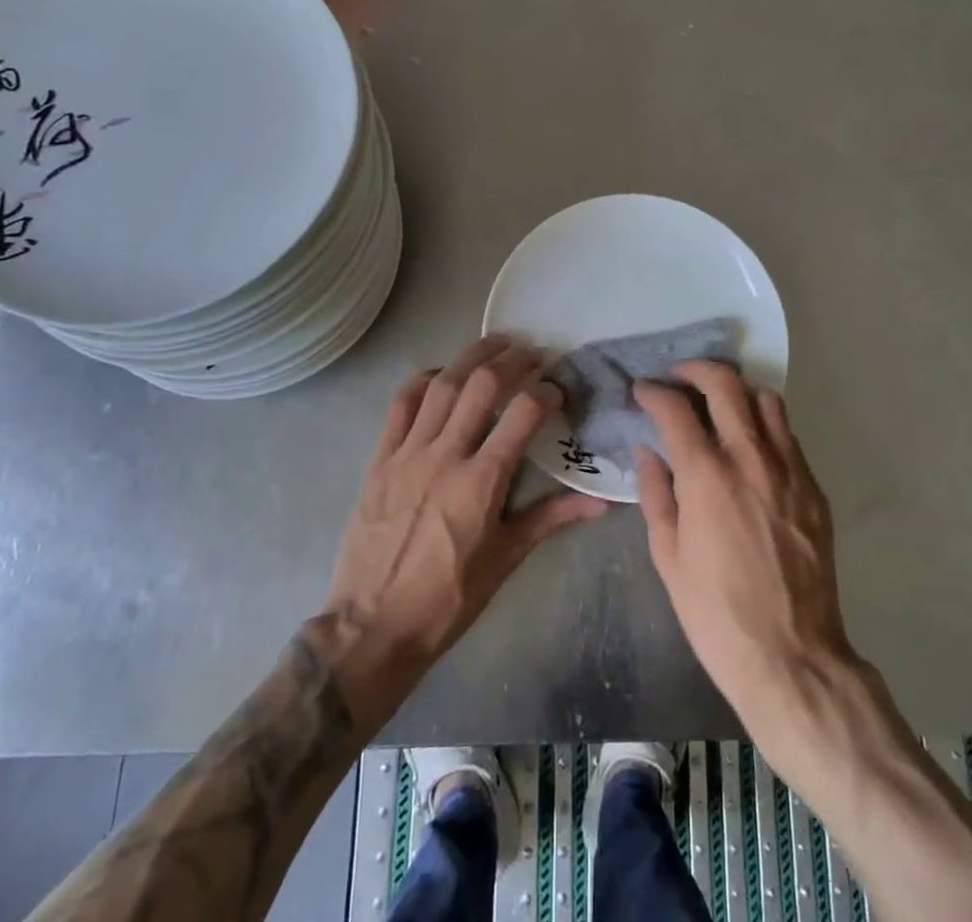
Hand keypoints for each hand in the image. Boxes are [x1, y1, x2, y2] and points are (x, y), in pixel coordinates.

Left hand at [318, 335, 606, 727]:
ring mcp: (408, 453)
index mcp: (481, 482)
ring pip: (442, 385)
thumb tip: (600, 503)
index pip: (522, 414)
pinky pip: (401, 404)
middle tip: (532, 352)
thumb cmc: (447, 600)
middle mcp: (445, 455)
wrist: (371, 627)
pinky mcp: (380, 459)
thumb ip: (550, 519)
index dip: (545, 392)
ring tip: (496, 343)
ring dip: (472, 357)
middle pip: (481, 386)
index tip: (557, 389)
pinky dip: (423, 380)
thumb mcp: (504, 560)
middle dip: (512, 360)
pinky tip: (441, 373)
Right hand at [634, 363, 858, 778]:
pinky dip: (764, 424)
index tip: (642, 390)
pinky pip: (788, 435)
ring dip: (737, 391)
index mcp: (706, 475)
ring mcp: (789, 469)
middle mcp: (750, 457)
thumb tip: (647, 452)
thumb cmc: (716, 612)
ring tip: (719, 404)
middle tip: (678, 377)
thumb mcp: (668, 557)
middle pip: (725, 384)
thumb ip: (656, 494)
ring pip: (766, 399)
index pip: (675, 407)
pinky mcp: (813, 487)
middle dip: (695, 369)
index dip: (653, 391)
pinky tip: (750, 445)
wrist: (792, 656)